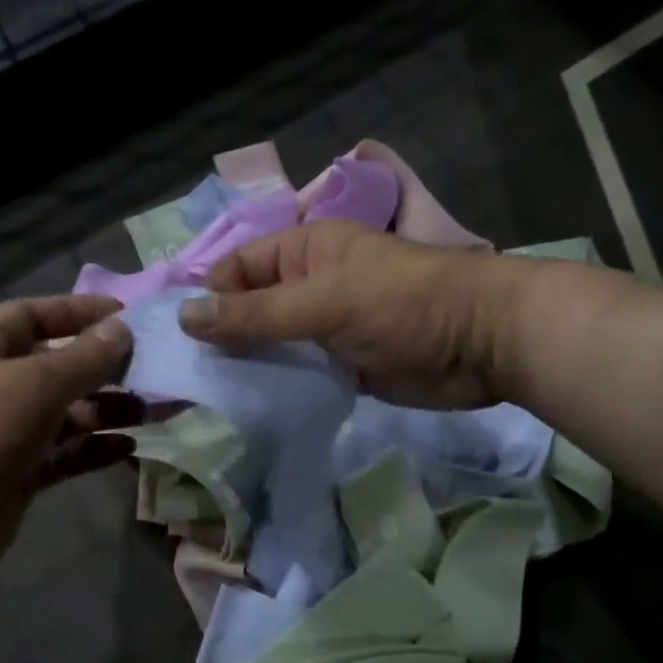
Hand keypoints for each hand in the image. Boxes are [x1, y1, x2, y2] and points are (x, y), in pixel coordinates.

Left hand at [0, 296, 138, 592]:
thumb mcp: (33, 383)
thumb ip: (83, 358)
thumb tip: (123, 329)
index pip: (33, 316)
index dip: (77, 313)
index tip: (127, 317)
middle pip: (55, 368)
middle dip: (104, 368)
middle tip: (156, 371)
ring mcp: (3, 436)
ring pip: (65, 415)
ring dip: (108, 411)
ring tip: (155, 410)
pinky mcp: (15, 479)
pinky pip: (62, 457)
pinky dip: (93, 450)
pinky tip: (130, 448)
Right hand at [178, 219, 511, 407]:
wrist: (484, 344)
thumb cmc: (403, 305)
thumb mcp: (323, 302)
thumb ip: (255, 314)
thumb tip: (184, 317)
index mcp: (302, 252)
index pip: (236, 270)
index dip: (207, 298)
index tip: (179, 341)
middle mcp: (307, 286)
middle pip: (249, 309)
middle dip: (221, 337)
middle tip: (185, 379)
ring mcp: (323, 329)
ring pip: (270, 345)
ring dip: (245, 366)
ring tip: (206, 399)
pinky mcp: (339, 366)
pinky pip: (295, 374)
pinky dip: (274, 388)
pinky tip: (246, 410)